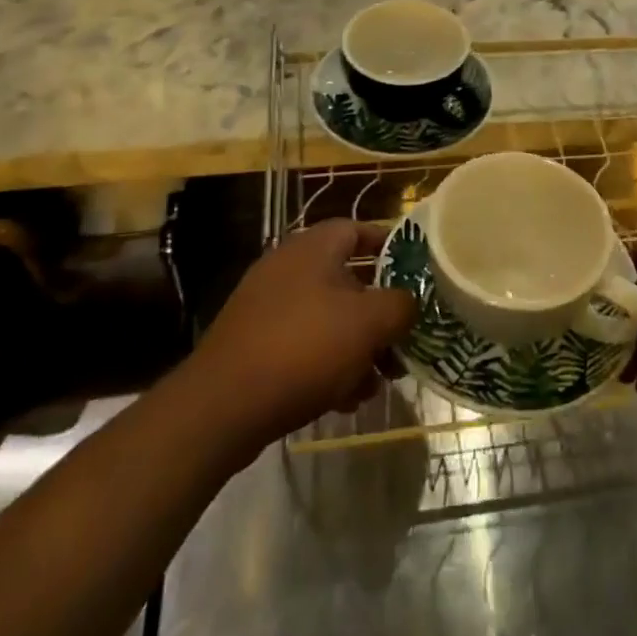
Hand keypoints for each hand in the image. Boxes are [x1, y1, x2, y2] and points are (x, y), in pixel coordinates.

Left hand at [191, 220, 416, 451]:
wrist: (222, 406)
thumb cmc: (304, 348)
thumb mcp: (368, 323)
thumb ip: (400, 306)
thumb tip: (409, 303)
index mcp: (313, 247)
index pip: (358, 229)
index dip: (389, 246)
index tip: (414, 272)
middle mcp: (288, 266)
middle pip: (347, 279)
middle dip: (378, 311)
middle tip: (402, 340)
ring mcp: (267, 305)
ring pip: (327, 317)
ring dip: (357, 345)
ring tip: (378, 382)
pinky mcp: (254, 343)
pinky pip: (303, 344)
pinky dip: (328, 364)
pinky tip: (345, 400)